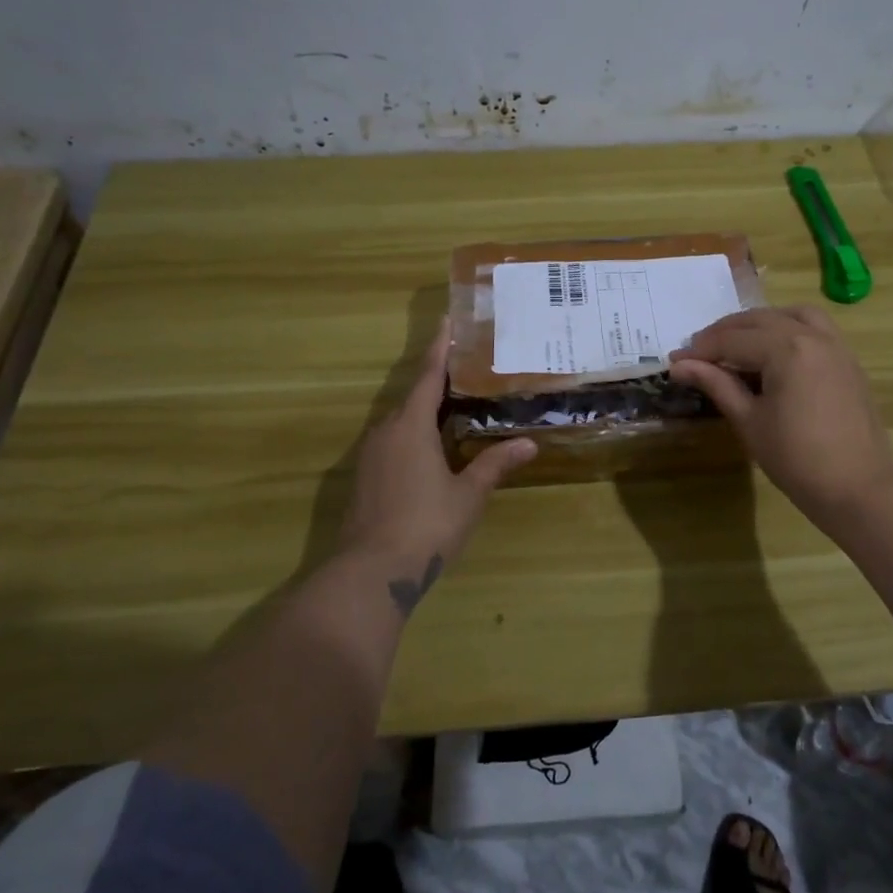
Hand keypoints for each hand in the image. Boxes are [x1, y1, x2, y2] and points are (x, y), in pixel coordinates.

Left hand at [337, 318, 535, 614]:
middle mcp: (385, 432)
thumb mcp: (468, 495)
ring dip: (425, 412)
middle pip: (413, 397)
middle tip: (467, 371)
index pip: (429, 377)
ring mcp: (369, 456)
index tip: (447, 321)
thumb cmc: (426, 524)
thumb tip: (529, 444)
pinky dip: (413, 437)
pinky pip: (392, 444)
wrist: (370, 572)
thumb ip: (495, 465)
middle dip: (438, 382)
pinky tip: (432, 451)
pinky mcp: (363, 479)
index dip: (440, 348)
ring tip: (455, 409)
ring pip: (401, 422)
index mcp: (410, 426)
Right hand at [671, 306, 892, 538]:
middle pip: (759, 320)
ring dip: (759, 323)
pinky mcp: (848, 361)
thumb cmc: (796, 460)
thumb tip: (679, 365)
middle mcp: (813, 336)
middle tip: (698, 354)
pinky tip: (773, 354)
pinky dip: (788, 329)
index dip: (701, 350)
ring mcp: (836, 346)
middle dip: (725, 333)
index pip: (733, 339)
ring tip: (737, 345)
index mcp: (786, 349)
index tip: (675, 362)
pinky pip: (815, 328)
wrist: (858, 490)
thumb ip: (716, 384)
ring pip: (791, 315)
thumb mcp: (749, 421)